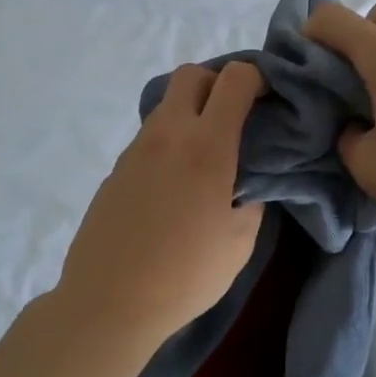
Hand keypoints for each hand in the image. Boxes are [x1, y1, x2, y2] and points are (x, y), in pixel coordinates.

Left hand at [53, 62, 265, 351]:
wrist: (110, 302)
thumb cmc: (187, 274)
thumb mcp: (240, 240)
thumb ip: (252, 196)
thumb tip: (248, 178)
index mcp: (207, 146)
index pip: (234, 79)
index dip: (255, 79)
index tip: (265, 101)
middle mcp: (168, 134)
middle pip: (191, 74)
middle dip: (217, 83)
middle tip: (233, 118)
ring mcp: (135, 149)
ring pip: (167, 106)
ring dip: (191, 114)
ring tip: (205, 157)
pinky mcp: (116, 169)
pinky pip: (149, 137)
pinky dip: (169, 142)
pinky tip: (175, 184)